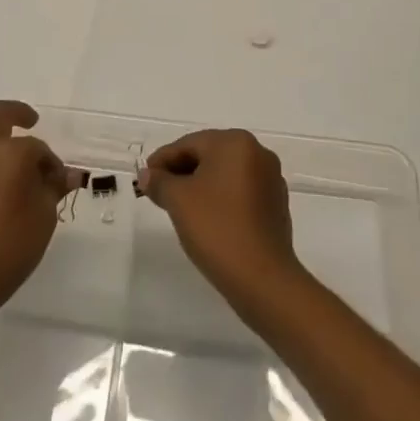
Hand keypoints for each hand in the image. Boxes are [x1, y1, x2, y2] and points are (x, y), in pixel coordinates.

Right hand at [139, 128, 303, 312]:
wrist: (262, 278)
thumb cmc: (216, 228)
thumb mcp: (179, 201)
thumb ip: (159, 182)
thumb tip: (148, 174)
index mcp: (235, 142)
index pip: (189, 144)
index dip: (162, 160)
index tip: (143, 178)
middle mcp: (258, 152)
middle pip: (208, 155)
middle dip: (181, 171)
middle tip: (157, 192)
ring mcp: (270, 179)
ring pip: (224, 174)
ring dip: (200, 185)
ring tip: (178, 206)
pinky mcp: (275, 204)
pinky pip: (240, 191)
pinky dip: (220, 198)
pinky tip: (206, 218)